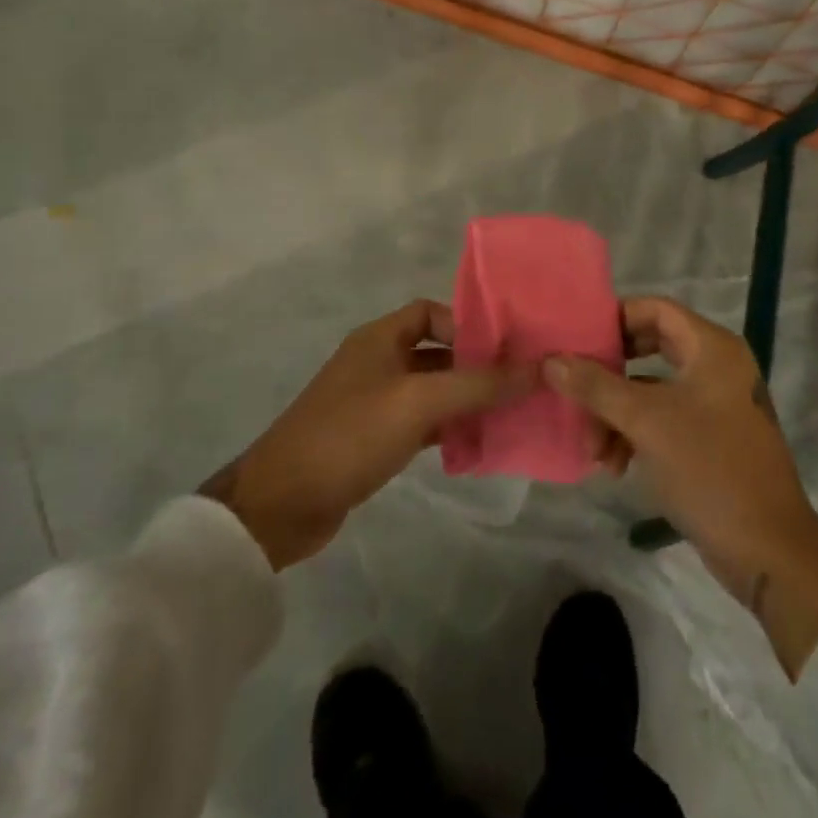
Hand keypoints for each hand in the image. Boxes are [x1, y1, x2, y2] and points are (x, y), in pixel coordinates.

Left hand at [202, 300, 529, 569]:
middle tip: (519, 383)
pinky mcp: (372, 439)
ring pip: (431, 390)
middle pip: (436, 352)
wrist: (280, 505)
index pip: (431, 312)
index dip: (467, 324)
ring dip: (465, 400)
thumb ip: (479, 384)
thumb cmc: (350, 435)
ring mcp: (373, 403)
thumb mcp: (419, 402)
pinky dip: (447, 429)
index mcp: (380, 338)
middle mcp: (376, 362)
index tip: (504, 348)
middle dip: (475, 366)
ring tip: (508, 414)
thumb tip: (537, 368)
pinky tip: (475, 444)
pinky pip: (421, 423)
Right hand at [544, 296, 817, 678]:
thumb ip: (596, 386)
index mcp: (712, 348)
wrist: (768, 551)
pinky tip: (614, 466)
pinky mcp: (711, 439)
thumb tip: (551, 359)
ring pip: (651, 391)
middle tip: (577, 389)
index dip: (615, 319)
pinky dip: (636, 435)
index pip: (655, 309)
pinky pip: (663, 420)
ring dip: (617, 415)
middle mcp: (716, 367)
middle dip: (609, 376)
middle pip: (649, 350)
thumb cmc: (709, 468)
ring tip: (595, 452)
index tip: (577, 340)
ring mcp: (715, 404)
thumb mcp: (646, 422)